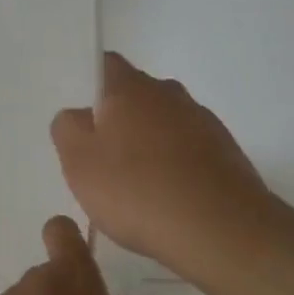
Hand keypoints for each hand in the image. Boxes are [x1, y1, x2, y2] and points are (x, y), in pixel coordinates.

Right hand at [50, 52, 277, 278]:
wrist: (220, 228)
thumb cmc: (137, 190)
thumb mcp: (79, 162)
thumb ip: (68, 129)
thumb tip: (79, 116)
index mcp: (130, 88)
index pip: (106, 65)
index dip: (91, 86)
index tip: (82, 119)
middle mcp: (169, 94)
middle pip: (136, 97)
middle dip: (119, 121)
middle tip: (103, 161)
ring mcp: (203, 121)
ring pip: (165, 124)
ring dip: (150, 146)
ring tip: (138, 189)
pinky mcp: (225, 151)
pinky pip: (189, 150)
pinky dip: (176, 167)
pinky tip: (169, 201)